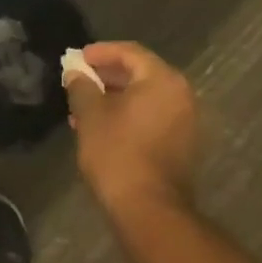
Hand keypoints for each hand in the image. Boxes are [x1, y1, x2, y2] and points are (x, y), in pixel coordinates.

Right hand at [65, 42, 198, 215]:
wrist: (148, 210)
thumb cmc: (118, 152)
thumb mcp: (91, 114)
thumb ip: (82, 86)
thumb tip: (76, 73)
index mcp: (162, 80)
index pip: (130, 52)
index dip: (101, 52)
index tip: (78, 58)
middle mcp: (181, 96)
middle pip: (140, 73)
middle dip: (106, 76)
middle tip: (80, 80)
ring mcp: (185, 122)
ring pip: (144, 97)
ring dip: (115, 97)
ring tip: (84, 106)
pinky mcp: (181, 145)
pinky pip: (152, 117)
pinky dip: (128, 115)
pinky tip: (102, 127)